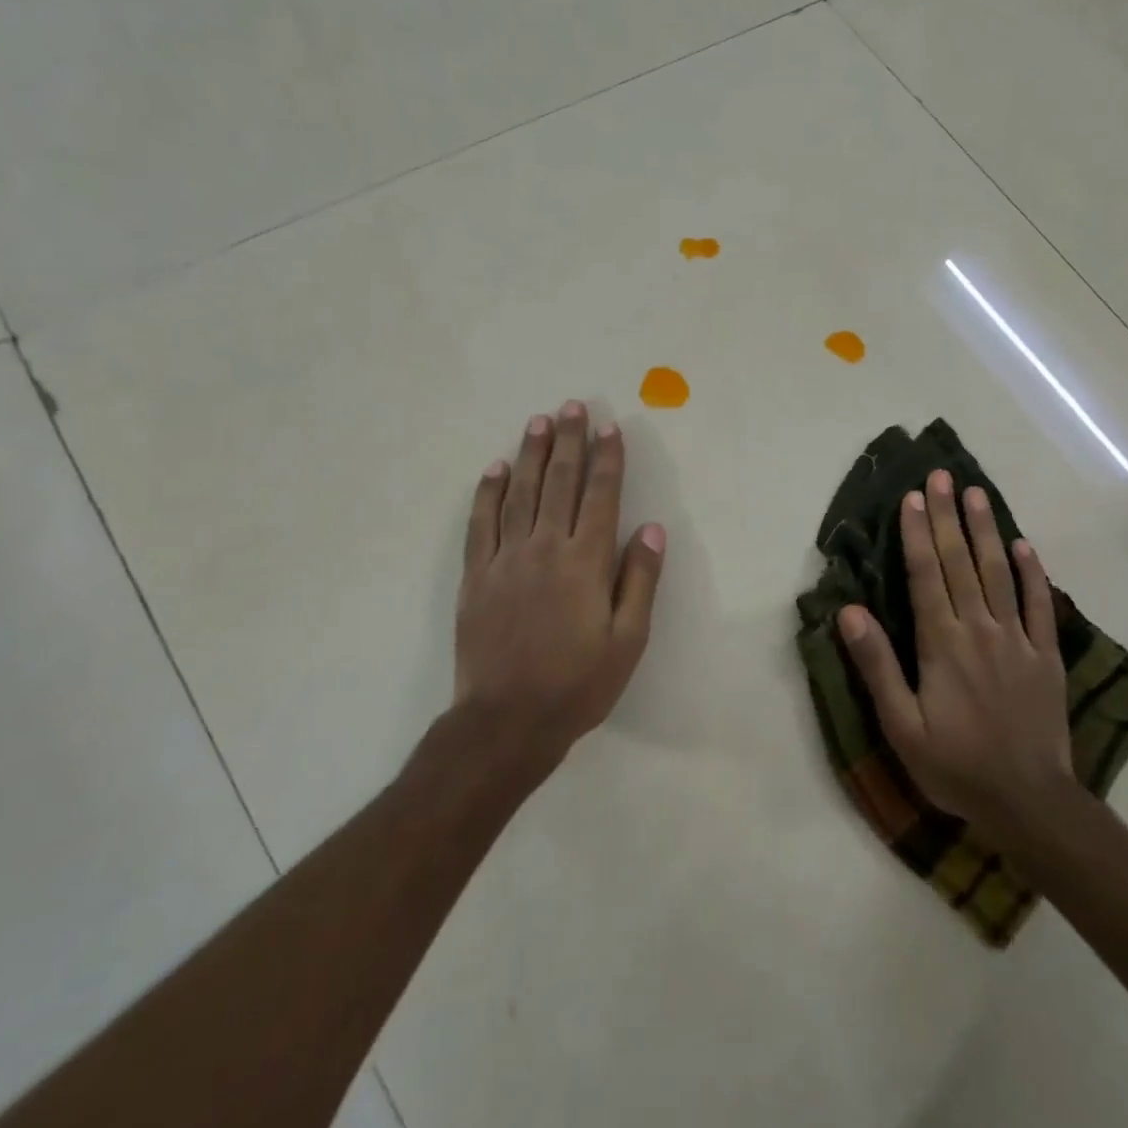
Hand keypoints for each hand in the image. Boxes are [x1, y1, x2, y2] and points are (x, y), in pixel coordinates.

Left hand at [453, 400, 665, 772]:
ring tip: (539, 422)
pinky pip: (481, 523)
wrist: (507, 721)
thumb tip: (651, 528)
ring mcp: (506, 559)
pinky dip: (487, 493)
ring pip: (519, 493)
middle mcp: (545, 549)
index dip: (607, 459)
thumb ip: (639, 580)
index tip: (609, 428)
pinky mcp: (476, 576)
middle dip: (568, 442)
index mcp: (585, 563)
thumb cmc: (578, 684)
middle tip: (572, 406)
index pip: (600, 496)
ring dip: (530, 454)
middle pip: (558, 483)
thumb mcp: (628, 640)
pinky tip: (494, 469)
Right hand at [838, 469, 1072, 838]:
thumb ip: (877, 666)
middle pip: (961, 562)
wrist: (1029, 802)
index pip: (926, 575)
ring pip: (999, 573)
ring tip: (976, 493)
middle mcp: (979, 629)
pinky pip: (1040, 605)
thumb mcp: (901, 727)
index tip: (911, 498)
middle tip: (941, 476)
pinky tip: (1023, 545)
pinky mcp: (1045, 655)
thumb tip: (848, 612)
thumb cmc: (955, 766)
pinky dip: (1032, 573)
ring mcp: (1017, 639)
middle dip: (947, 516)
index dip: (917, 534)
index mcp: (941, 644)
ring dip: (986, 530)